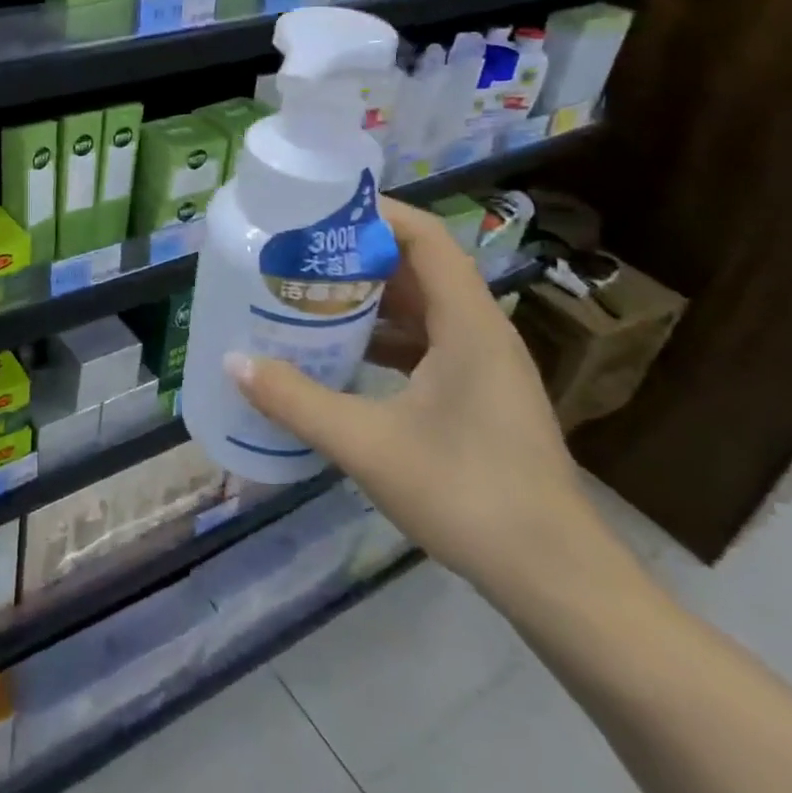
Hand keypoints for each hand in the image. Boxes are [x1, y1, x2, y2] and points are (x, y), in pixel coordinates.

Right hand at [231, 197, 593, 593]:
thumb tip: (233, 362)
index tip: (318, 211)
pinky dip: (384, 336)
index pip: (425, 237)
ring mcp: (484, 366)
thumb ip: (296, 400)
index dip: (376, 213)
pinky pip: (427, 342)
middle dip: (358, 254)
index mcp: (468, 324)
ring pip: (422, 307)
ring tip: (309, 293)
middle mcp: (481, 332)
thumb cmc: (468, 496)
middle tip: (297, 252)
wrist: (557, 581)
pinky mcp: (480, 396)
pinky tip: (341, 352)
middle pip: (419, 267)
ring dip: (369, 297)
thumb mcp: (367, 445)